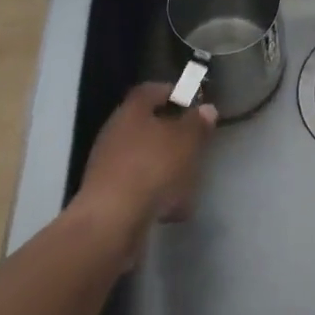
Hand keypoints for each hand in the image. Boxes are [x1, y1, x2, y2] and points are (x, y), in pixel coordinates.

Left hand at [72, 83, 217, 260]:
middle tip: (195, 142)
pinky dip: (156, 194)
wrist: (110, 224)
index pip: (151, 90)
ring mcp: (108, 167)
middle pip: (148, 126)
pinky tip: (174, 210)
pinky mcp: (108, 198)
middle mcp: (115, 134)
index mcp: (131, 111)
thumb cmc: (152, 168)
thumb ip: (197, 123)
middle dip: (173, 135)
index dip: (172, 92)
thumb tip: (206, 109)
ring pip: (145, 159)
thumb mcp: (186, 140)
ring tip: (190, 181)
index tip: (192, 101)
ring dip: (167, 167)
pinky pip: (139, 187)